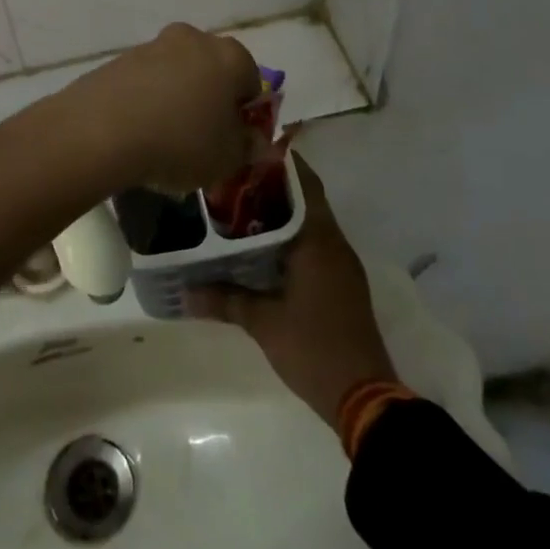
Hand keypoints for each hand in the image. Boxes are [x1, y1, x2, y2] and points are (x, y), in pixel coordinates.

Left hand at [49, 23, 262, 192]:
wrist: (101, 129)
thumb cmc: (181, 141)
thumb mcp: (228, 158)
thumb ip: (247, 146)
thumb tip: (251, 138)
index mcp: (230, 56)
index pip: (251, 80)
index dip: (246, 112)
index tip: (234, 140)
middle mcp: (193, 39)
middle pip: (212, 69)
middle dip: (210, 99)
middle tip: (201, 138)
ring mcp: (153, 45)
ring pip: (176, 73)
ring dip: (176, 98)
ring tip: (164, 140)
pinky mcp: (119, 58)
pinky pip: (145, 81)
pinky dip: (147, 100)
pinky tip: (138, 131)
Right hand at [188, 157, 399, 430]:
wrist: (365, 398)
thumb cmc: (313, 348)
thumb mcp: (263, 322)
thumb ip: (224, 300)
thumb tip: (184, 291)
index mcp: (319, 240)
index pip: (303, 183)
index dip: (279, 162)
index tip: (246, 150)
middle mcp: (334, 243)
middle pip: (305, 198)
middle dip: (272, 186)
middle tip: (231, 178)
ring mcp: (342, 264)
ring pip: (310, 222)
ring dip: (281, 212)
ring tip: (238, 206)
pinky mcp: (342, 283)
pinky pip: (314, 243)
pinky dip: (290, 236)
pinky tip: (261, 246)